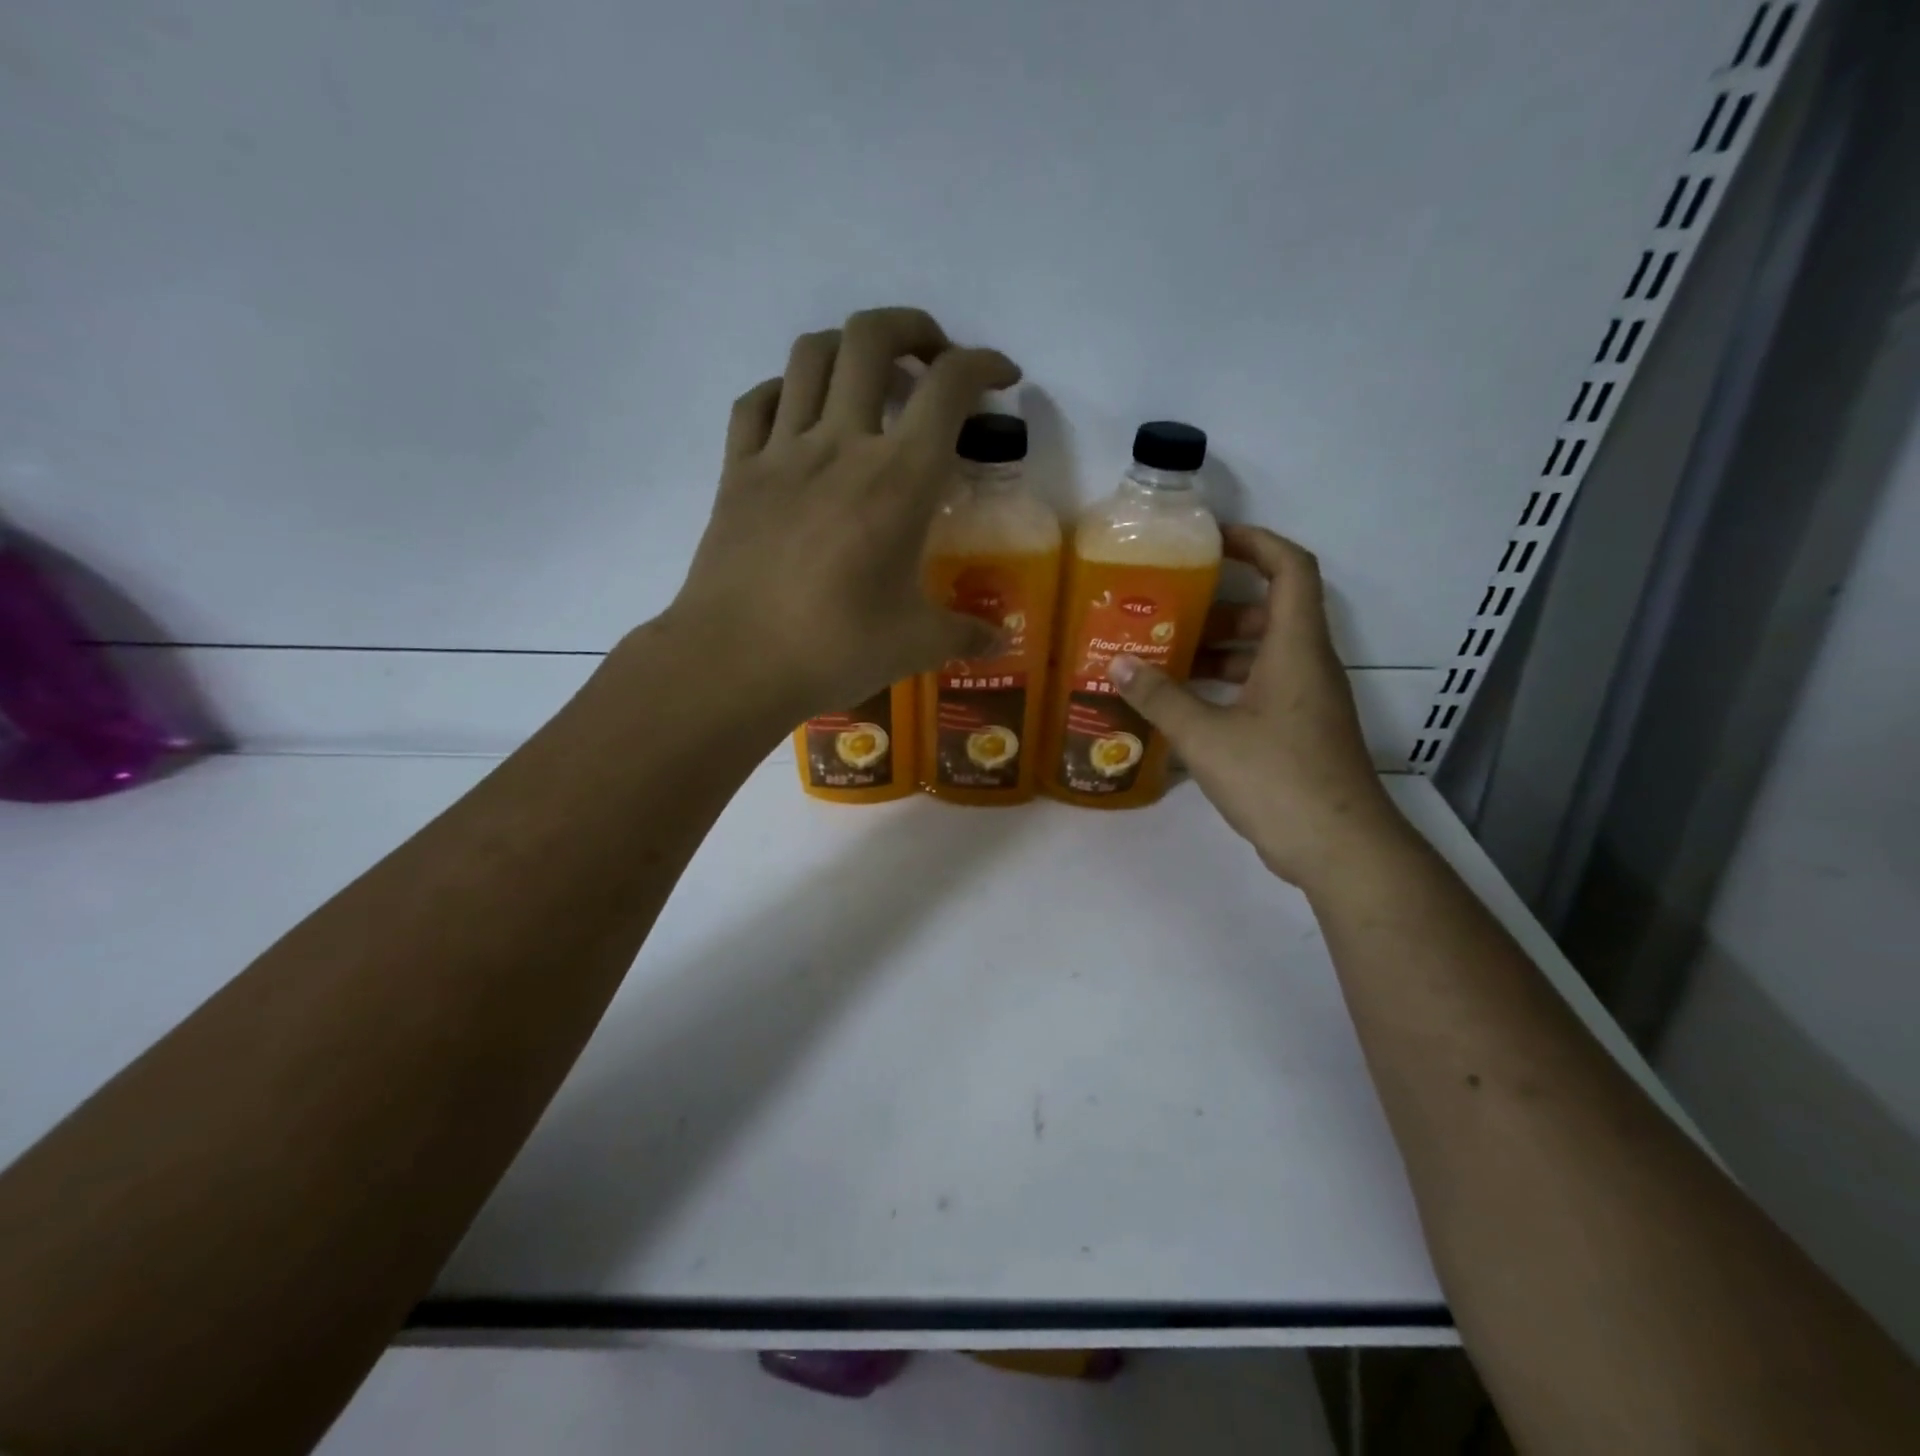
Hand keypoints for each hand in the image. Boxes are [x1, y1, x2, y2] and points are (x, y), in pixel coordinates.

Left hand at [666, 306, 1020, 718]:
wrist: (734, 662)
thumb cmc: (835, 649)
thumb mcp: (916, 645)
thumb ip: (965, 634)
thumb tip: (999, 641)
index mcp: (899, 479)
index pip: (949, 386)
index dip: (985, 364)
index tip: (1003, 377)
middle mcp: (841, 444)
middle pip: (873, 337)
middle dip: (914, 330)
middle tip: (932, 363)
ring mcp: (781, 452)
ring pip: (811, 354)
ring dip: (849, 348)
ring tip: (869, 380)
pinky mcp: (737, 471)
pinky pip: (758, 401)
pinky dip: (786, 392)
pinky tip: (801, 417)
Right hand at [1107, 526, 1408, 890]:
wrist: (1340, 848)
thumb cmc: (1278, 779)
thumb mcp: (1207, 736)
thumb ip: (1161, 698)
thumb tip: (1119, 664)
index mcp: (1295, 649)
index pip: (1290, 569)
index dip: (1257, 543)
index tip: (1211, 540)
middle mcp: (1307, 666)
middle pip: (1270, 613)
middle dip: (1220, 608)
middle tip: (1169, 614)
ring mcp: (1307, 702)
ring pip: (1263, 656)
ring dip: (1218, 652)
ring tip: (1164, 660)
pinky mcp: (1300, 732)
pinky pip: (1261, 690)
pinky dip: (1225, 687)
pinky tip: (1185, 708)